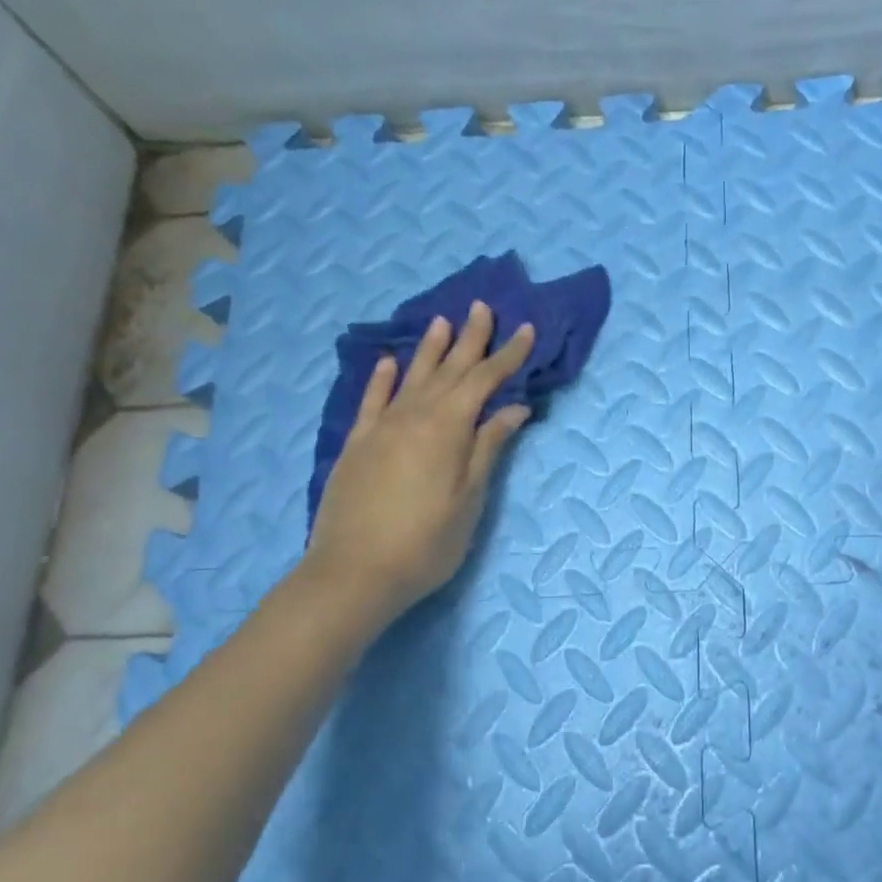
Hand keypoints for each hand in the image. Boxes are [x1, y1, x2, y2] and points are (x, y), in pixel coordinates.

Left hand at [300, 301, 535, 626]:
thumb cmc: (426, 543)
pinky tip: (390, 363)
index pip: (483, 381)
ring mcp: (380, 428)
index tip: (527, 330)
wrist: (354, 573)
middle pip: (447, 370)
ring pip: (411, 377)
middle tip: (482, 308)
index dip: (507, 356)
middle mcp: (413, 416)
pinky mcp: (357, 445)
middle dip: (469, 339)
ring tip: (442, 321)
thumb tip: (513, 408)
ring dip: (429, 349)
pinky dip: (383, 378)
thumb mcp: (470, 499)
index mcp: (446, 429)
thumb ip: (488, 448)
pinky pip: (372, 400)